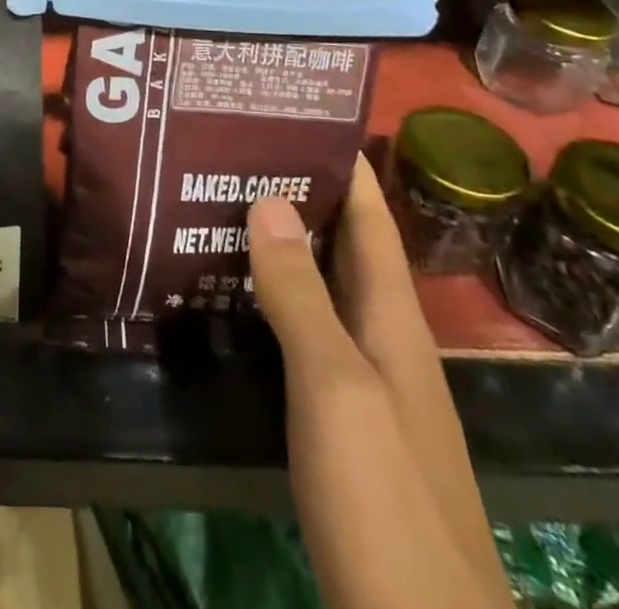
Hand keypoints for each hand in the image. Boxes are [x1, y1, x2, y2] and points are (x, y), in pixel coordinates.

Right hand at [248, 158, 513, 608]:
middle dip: (302, 194)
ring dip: (286, 245)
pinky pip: (308, 333)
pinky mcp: (344, 423)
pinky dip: (277, 298)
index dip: (342, 165)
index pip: (370, 218)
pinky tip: (238, 297)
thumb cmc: (384, 501)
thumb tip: (269, 199)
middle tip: (236, 152)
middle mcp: (386, 341)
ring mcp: (368, 385)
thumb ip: (301, 294)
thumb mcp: (336, 387)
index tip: (295, 116)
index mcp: (393, 320)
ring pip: (325, 289)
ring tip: (225, 206)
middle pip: (346, 247)